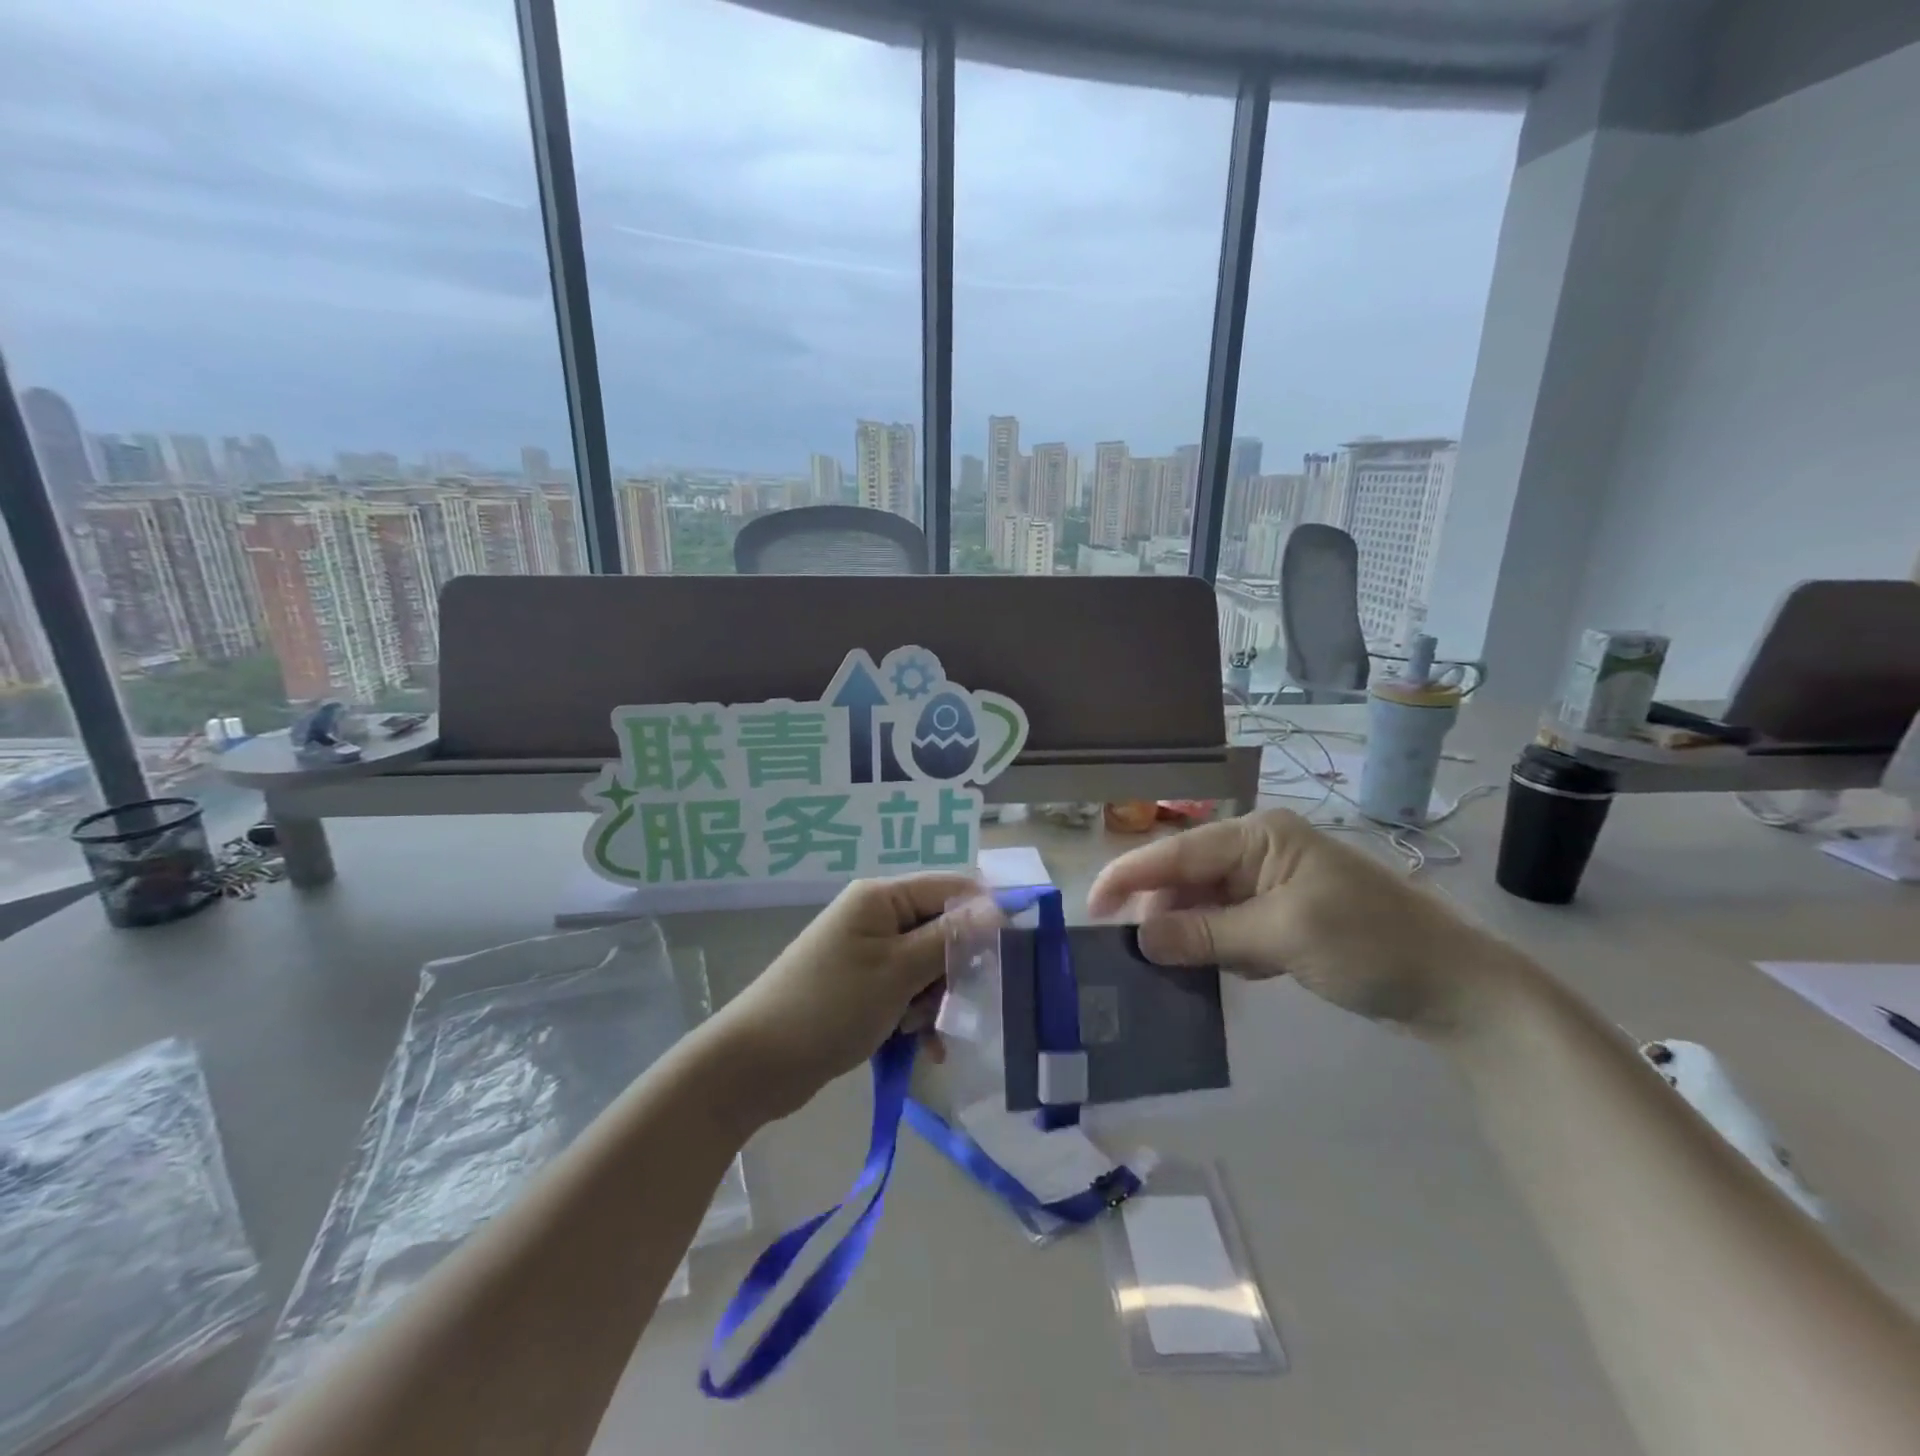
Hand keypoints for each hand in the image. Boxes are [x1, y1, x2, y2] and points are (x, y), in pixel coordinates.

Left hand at [709, 873, 978, 1121]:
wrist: (757, 1063)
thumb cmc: (831, 1006)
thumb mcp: (897, 971)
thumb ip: (950, 937)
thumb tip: (997, 907)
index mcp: (881, 898)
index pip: (950, 887)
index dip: (984, 914)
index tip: (1012, 951)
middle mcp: (876, 917)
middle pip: (941, 930)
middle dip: (953, 970)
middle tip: (953, 1004)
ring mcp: (867, 953)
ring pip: (927, 967)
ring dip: (934, 1000)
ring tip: (921, 1031)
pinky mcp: (862, 987)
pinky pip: (906, 992)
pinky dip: (916, 1017)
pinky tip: (922, 1049)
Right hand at [1086, 809, 1518, 1033]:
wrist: (1458, 987)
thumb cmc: (1370, 944)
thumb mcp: (1281, 936)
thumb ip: (1206, 934)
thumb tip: (1140, 940)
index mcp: (1259, 836)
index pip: (1178, 852)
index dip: (1130, 878)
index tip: (1091, 909)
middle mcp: (1261, 851)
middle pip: (1188, 878)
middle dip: (1162, 913)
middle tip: (1136, 955)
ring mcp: (1275, 884)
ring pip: (1207, 905)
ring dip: (1191, 935)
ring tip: (1173, 969)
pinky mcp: (1286, 917)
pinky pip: (1232, 927)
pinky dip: (1221, 949)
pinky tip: (1228, 973)